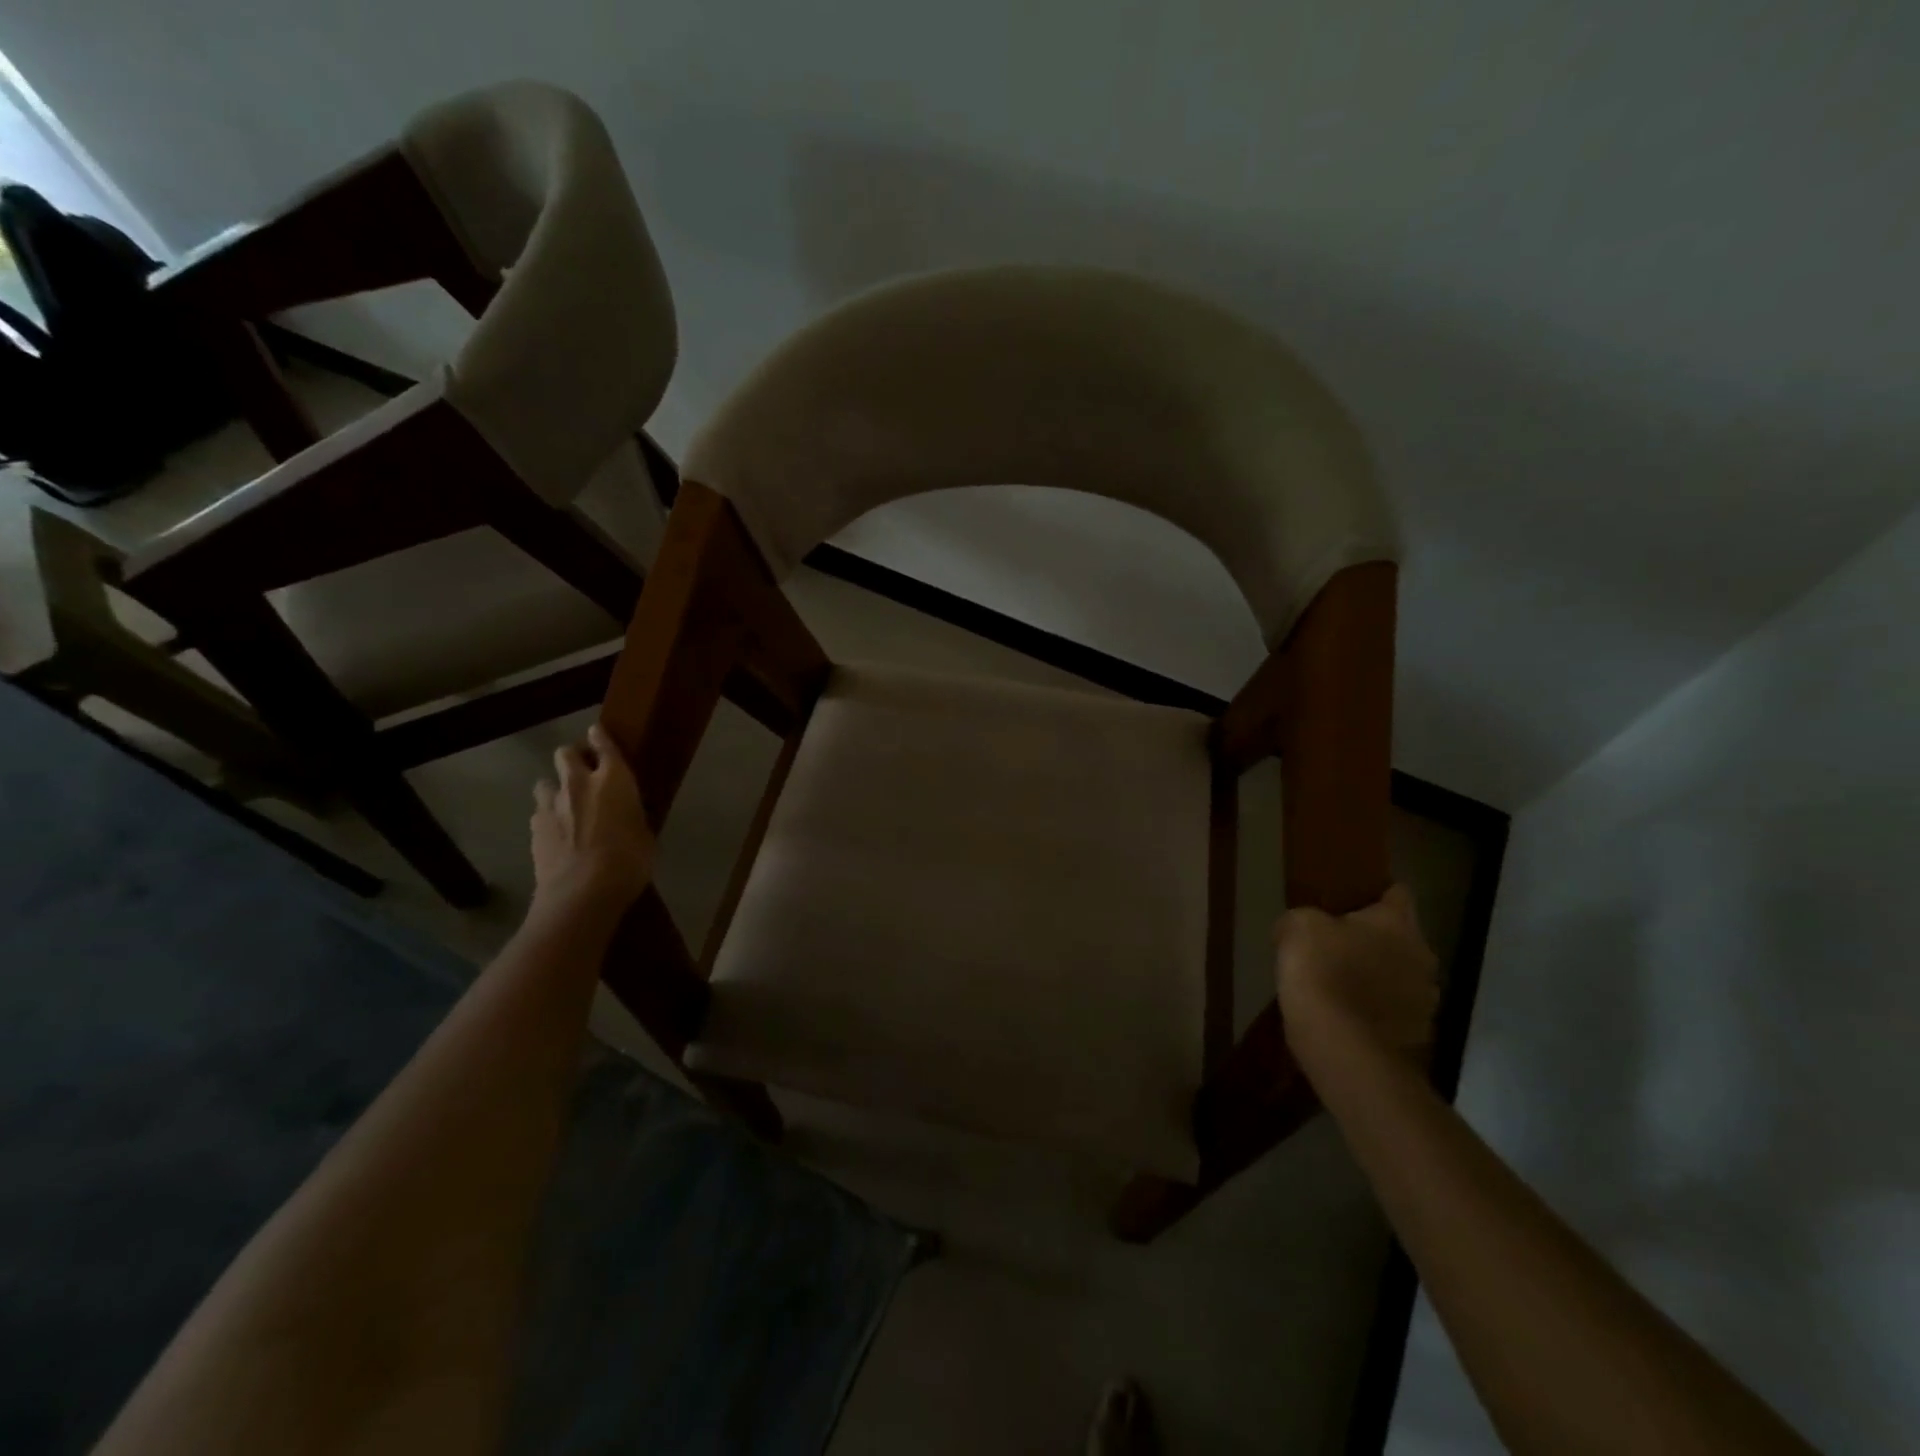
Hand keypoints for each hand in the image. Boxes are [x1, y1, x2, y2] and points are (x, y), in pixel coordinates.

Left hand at [530, 724, 654, 918]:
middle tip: (583, 769)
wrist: (582, 893)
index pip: (604, 745)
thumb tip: (628, 815)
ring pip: (545, 782)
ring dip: (555, 787)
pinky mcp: (534, 829)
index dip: (600, 737)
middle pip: (566, 753)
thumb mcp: (645, 836)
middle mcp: (579, 784)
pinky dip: (547, 816)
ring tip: (565, 802)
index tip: (598, 733)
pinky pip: (539, 812)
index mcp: (614, 780)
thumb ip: (633, 817)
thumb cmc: (629, 861)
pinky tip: (557, 831)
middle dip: (573, 756)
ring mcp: (551, 805)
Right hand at [1275, 884, 1438, 1078]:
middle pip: (1401, 938)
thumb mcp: (1297, 927)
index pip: (1398, 893)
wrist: (1343, 1046)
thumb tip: (1303, 927)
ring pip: (1401, 976)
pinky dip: (1376, 1011)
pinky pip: (1395, 1012)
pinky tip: (1347, 1016)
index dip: (1376, 893)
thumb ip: (1305, 918)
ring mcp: (1425, 1000)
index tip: (1353, 899)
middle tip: (1338, 944)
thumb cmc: (1322, 971)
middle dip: (1375, 940)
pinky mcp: (1418, 1035)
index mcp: (1397, 923)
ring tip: (1342, 985)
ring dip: (1379, 977)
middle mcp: (1422, 957)